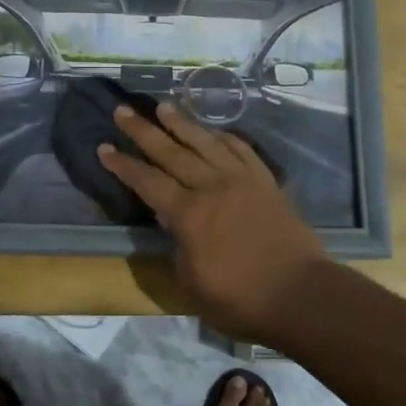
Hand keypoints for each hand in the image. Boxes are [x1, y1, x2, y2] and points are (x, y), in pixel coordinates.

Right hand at [96, 102, 326, 342]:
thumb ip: (178, 247)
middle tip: (123, 110)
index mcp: (189, 215)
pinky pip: (242, 150)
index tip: (103, 147)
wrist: (302, 295)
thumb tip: (173, 223)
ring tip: (163, 106)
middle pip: (172, 152)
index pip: (147, 182)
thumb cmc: (241, 300)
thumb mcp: (191, 283)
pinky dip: (225, 137)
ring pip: (206, 143)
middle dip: (143, 131)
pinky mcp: (266, 183)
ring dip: (182, 123)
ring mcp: (243, 181)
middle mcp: (212, 187)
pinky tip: (214, 132)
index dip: (123, 165)